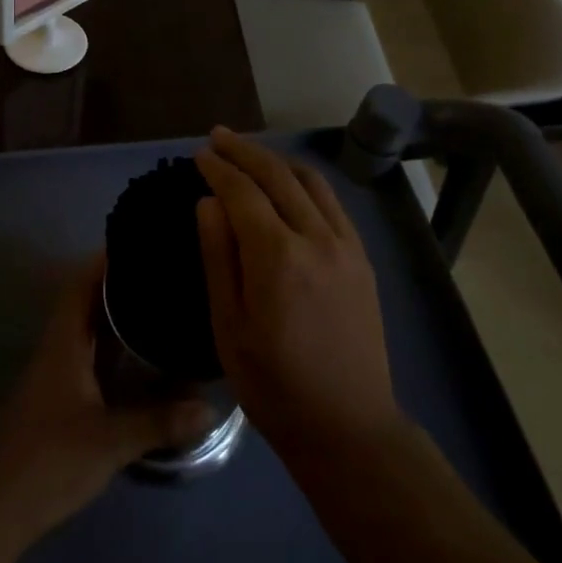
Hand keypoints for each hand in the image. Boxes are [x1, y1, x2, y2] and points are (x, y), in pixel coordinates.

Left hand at [0, 256, 213, 537]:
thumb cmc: (49, 460)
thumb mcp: (110, 441)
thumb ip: (159, 421)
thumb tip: (210, 407)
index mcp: (64, 343)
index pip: (82, 284)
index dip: (106, 260)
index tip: (139, 243)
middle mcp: (59, 349)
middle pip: (88, 303)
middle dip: (122, 285)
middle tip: (162, 273)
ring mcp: (59, 375)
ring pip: (91, 332)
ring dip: (120, 317)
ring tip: (161, 304)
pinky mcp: (62, 399)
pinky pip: (94, 358)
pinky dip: (117, 350)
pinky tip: (145, 357)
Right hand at [194, 128, 400, 459]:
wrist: (347, 425)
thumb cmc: (274, 385)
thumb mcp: (228, 326)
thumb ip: (218, 257)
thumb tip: (209, 202)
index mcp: (277, 257)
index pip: (243, 192)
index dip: (219, 168)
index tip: (199, 154)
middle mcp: (316, 238)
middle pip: (278, 175)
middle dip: (245, 151)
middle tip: (218, 137)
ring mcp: (346, 246)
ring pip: (310, 182)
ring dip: (277, 160)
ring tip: (250, 152)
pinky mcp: (362, 258)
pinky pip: (332, 203)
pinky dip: (306, 181)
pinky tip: (291, 183)